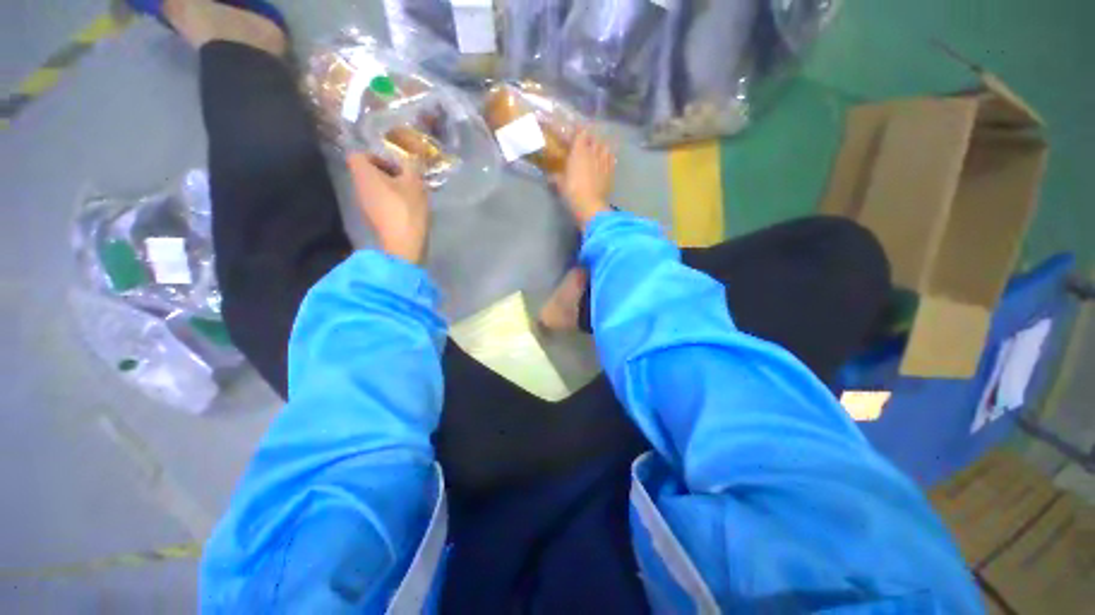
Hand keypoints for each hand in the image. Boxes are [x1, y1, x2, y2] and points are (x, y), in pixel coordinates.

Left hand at [346, 153, 429, 263]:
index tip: (396, 165)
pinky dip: (391, 200)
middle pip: (367, 171)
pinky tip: (407, 208)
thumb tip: (411, 155)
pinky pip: (379, 201)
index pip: (359, 154)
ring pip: (375, 187)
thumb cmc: (407, 209)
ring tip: (411, 193)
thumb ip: (411, 165)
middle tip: (407, 178)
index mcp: (363, 174)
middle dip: (387, 172)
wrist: (404, 244)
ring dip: (391, 187)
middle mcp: (358, 187)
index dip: (376, 155)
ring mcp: (364, 204)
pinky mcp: (373, 218)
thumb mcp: (414, 182)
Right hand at [553, 128, 615, 228]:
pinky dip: (608, 157)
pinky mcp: (611, 171)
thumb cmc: (572, 192)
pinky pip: (611, 159)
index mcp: (579, 151)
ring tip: (597, 151)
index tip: (575, 133)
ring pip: (605, 146)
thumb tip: (550, 176)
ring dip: (600, 147)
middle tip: (585, 144)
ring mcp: (604, 161)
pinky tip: (605, 161)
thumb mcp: (560, 184)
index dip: (578, 131)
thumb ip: (556, 177)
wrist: (590, 205)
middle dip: (590, 139)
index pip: (580, 132)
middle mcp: (593, 152)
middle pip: (594, 138)